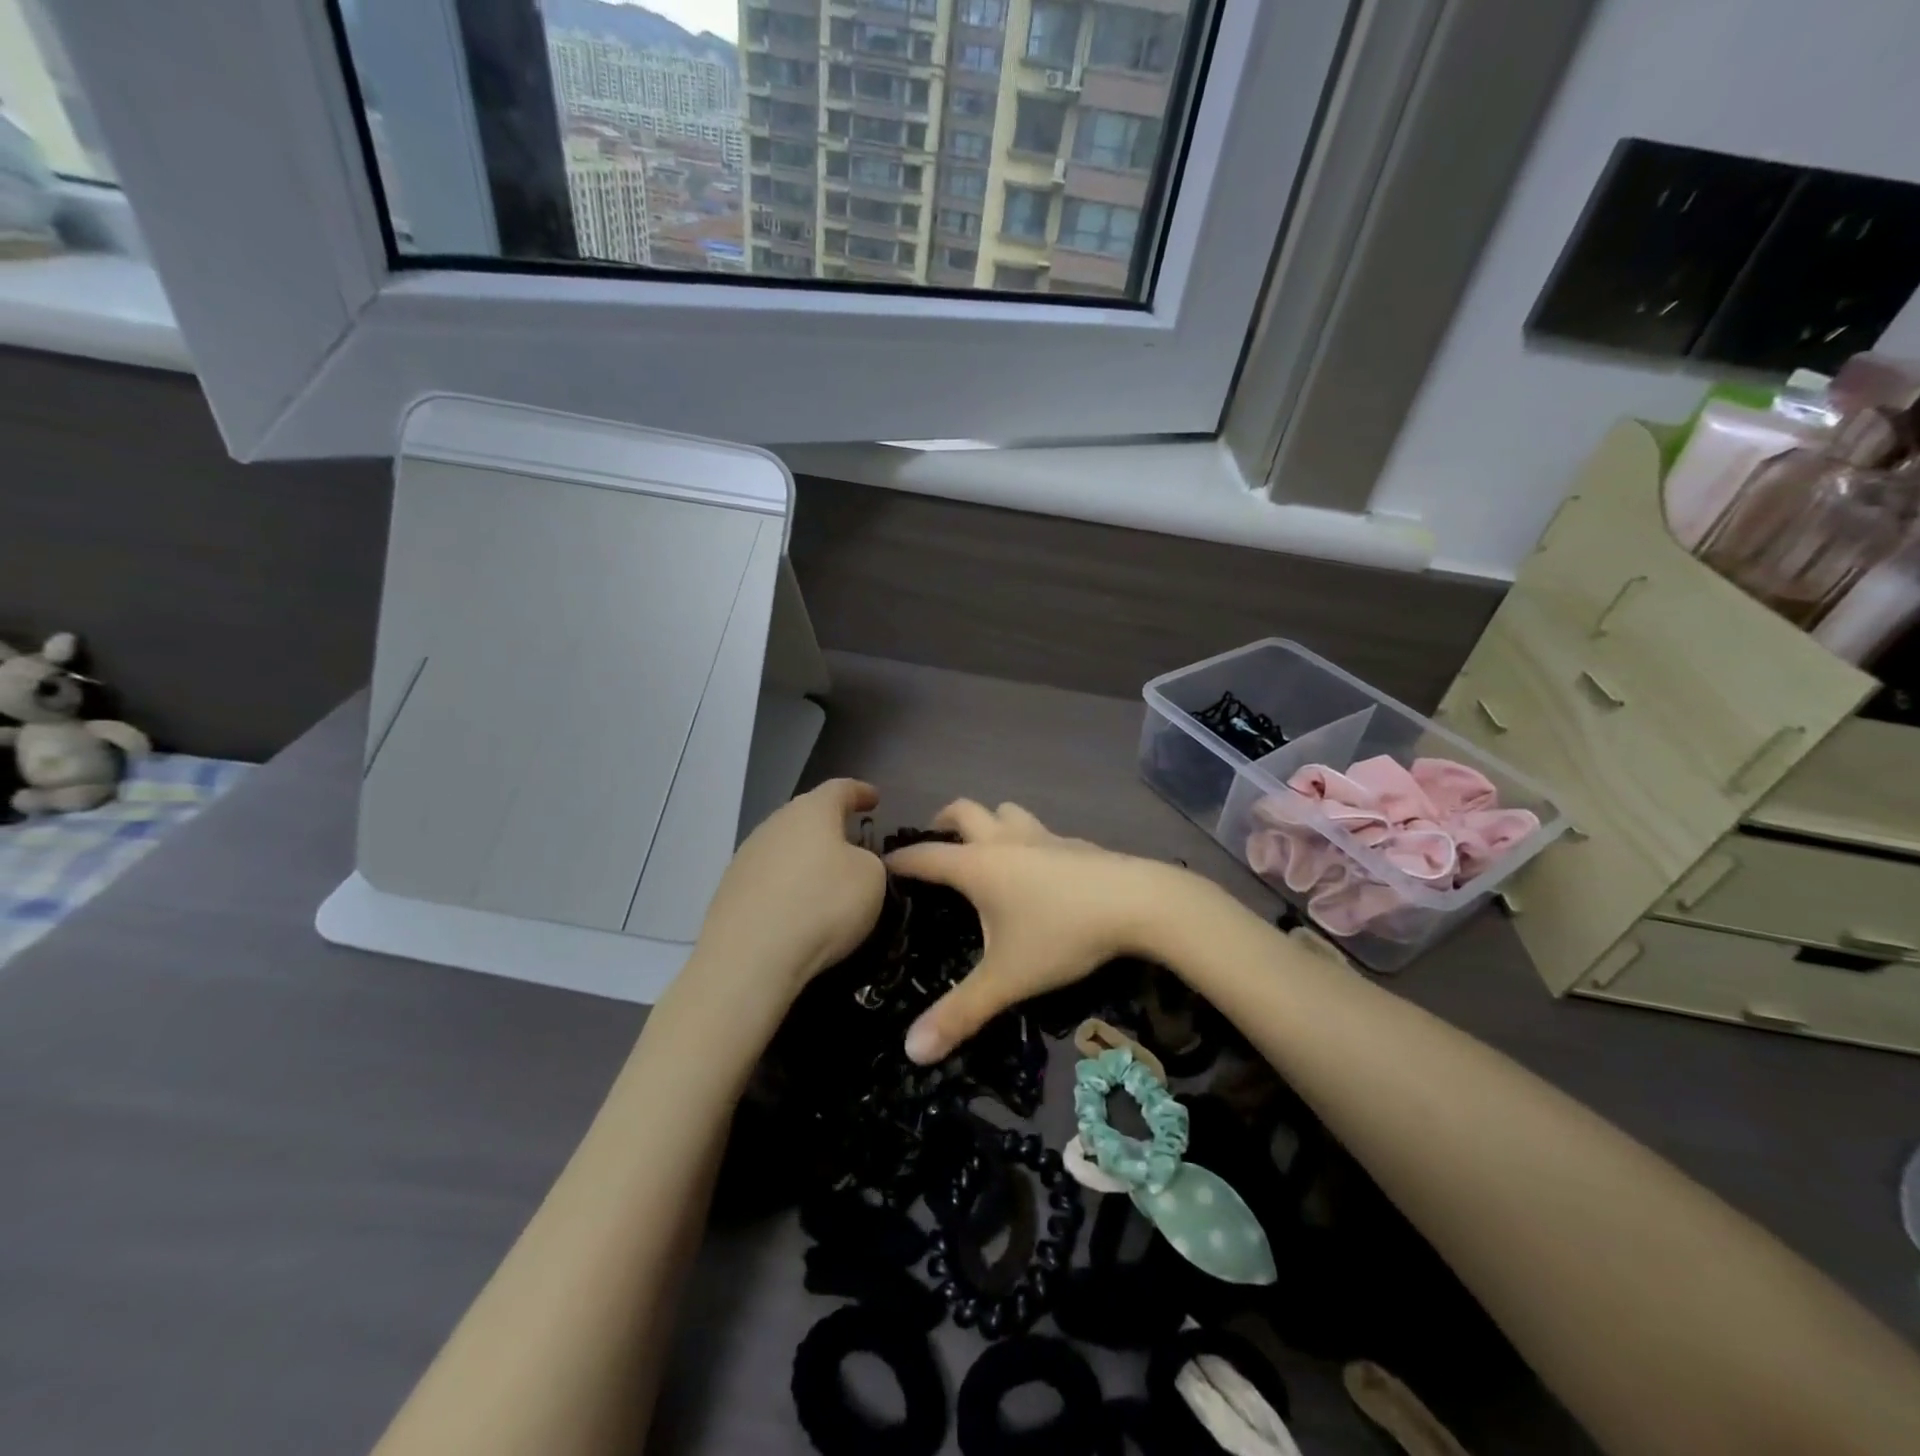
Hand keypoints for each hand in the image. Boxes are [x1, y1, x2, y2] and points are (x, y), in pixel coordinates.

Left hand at [695, 778, 887, 996]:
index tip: (874, 799)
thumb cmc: (822, 906)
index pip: (840, 789)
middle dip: (831, 827)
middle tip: (853, 843)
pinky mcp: (729, 891)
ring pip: (785, 848)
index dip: (860, 792)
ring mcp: (746, 857)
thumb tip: (852, 863)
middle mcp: (775, 824)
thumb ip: (869, 861)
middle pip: (807, 817)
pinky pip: (769, 880)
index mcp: (811, 811)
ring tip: (826, 881)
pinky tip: (797, 909)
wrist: (750, 959)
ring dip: (806, 859)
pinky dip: (787, 887)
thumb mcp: (872, 879)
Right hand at [886, 800, 1185, 1063]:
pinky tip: (1040, 867)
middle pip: (964, 811)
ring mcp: (1043, 836)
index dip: (899, 861)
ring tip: (986, 847)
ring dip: (989, 821)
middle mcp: (1005, 841)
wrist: (1139, 903)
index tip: (880, 867)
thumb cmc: (1062, 934)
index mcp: (978, 866)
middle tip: (934, 843)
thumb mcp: (1007, 979)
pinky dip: (1027, 840)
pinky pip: (1040, 831)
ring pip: (1006, 811)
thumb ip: (960, 1014)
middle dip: (942, 821)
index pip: (925, 855)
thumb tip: (911, 1051)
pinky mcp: (1075, 843)